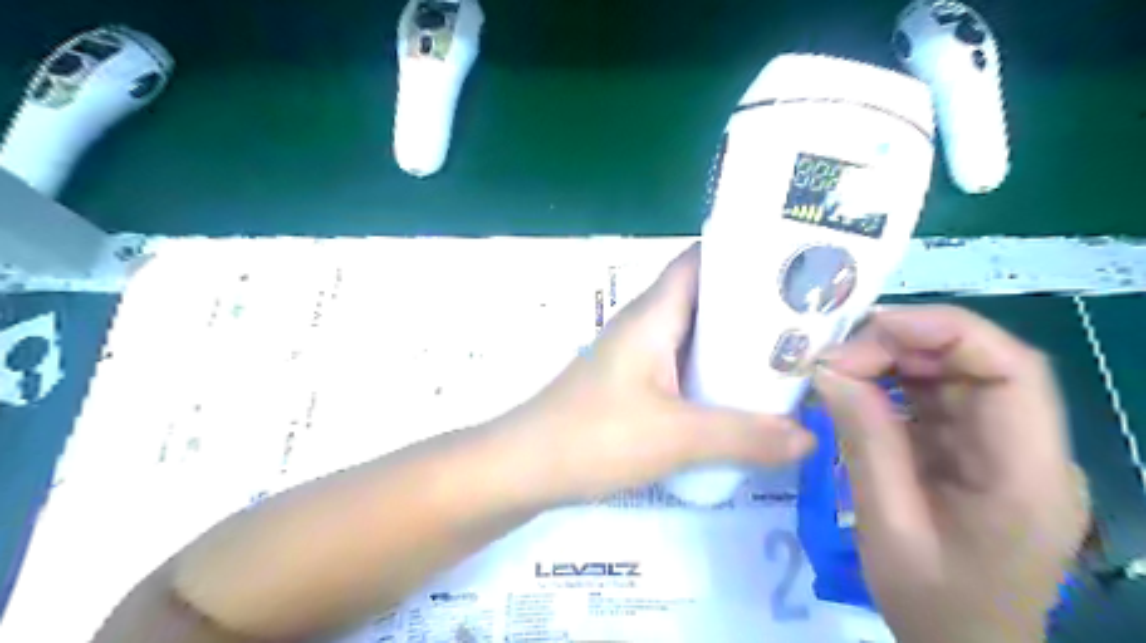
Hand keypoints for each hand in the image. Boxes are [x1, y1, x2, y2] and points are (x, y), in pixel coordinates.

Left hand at [500, 243, 813, 504]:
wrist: (524, 467)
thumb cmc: (594, 437)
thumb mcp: (676, 438)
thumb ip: (745, 436)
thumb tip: (808, 437)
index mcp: (653, 315)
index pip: (701, 260)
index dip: (746, 253)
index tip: (797, 264)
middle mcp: (646, 325)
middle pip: (707, 298)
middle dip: (756, 305)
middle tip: (811, 318)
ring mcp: (637, 355)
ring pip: (696, 336)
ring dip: (736, 344)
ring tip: (792, 355)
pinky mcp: (633, 384)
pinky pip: (684, 366)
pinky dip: (714, 374)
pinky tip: (744, 396)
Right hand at [810, 308, 1084, 642]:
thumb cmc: (935, 603)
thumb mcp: (889, 526)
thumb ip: (865, 443)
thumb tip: (829, 371)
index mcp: (1027, 476)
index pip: (1012, 371)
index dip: (945, 331)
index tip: (871, 325)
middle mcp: (1028, 450)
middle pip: (979, 364)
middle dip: (904, 346)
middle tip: (835, 358)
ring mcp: (1002, 449)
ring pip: (954, 376)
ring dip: (894, 362)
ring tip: (837, 371)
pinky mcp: (975, 453)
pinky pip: (936, 401)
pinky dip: (893, 387)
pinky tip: (855, 392)